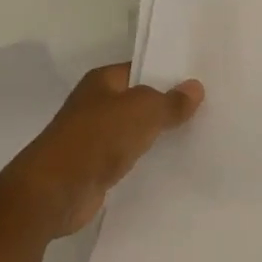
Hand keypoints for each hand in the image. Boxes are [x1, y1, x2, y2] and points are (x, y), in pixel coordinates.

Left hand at [8, 64, 203, 237]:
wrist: (53, 193)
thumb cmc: (96, 138)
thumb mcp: (143, 111)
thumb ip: (171, 101)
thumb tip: (195, 88)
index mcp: (102, 81)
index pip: (142, 68)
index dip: (169, 73)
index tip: (201, 79)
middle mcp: (96, 104)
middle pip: (140, 99)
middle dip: (168, 104)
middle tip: (208, 105)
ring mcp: (94, 137)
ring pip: (136, 129)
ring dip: (158, 133)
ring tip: (198, 132)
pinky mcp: (96, 168)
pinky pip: (129, 156)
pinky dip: (147, 158)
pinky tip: (173, 161)